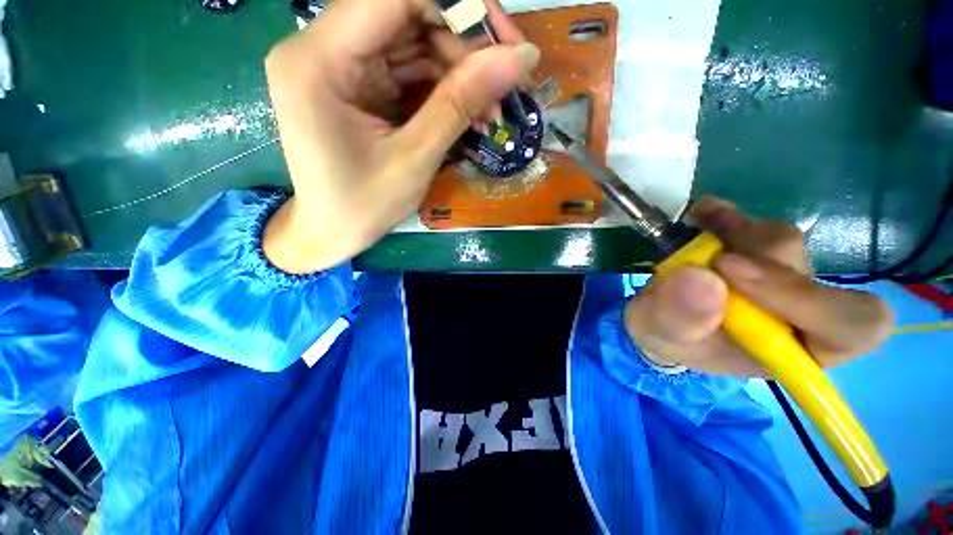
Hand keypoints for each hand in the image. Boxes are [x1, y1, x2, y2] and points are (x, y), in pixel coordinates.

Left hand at [262, 0, 539, 273]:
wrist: (331, 234)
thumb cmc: (363, 206)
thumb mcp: (415, 159)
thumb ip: (460, 103)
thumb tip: (519, 58)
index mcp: (318, 60)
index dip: (459, 5)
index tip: (507, 40)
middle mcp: (320, 48)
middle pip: (406, 14)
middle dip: (465, 47)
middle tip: (505, 85)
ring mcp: (338, 65)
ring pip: (412, 42)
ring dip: (459, 73)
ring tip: (491, 111)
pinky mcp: (356, 84)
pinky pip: (407, 70)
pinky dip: (443, 89)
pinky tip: (470, 115)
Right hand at [624, 197, 893, 375]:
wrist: (658, 316)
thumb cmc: (668, 337)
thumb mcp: (661, 336)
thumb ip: (679, 319)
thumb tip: (702, 279)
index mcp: (793, 348)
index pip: (851, 325)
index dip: (808, 298)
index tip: (732, 273)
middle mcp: (799, 308)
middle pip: (806, 270)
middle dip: (748, 260)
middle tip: (702, 259)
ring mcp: (779, 272)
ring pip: (778, 239)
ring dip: (731, 233)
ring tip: (690, 243)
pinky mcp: (753, 245)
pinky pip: (752, 218)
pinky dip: (723, 213)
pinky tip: (700, 217)